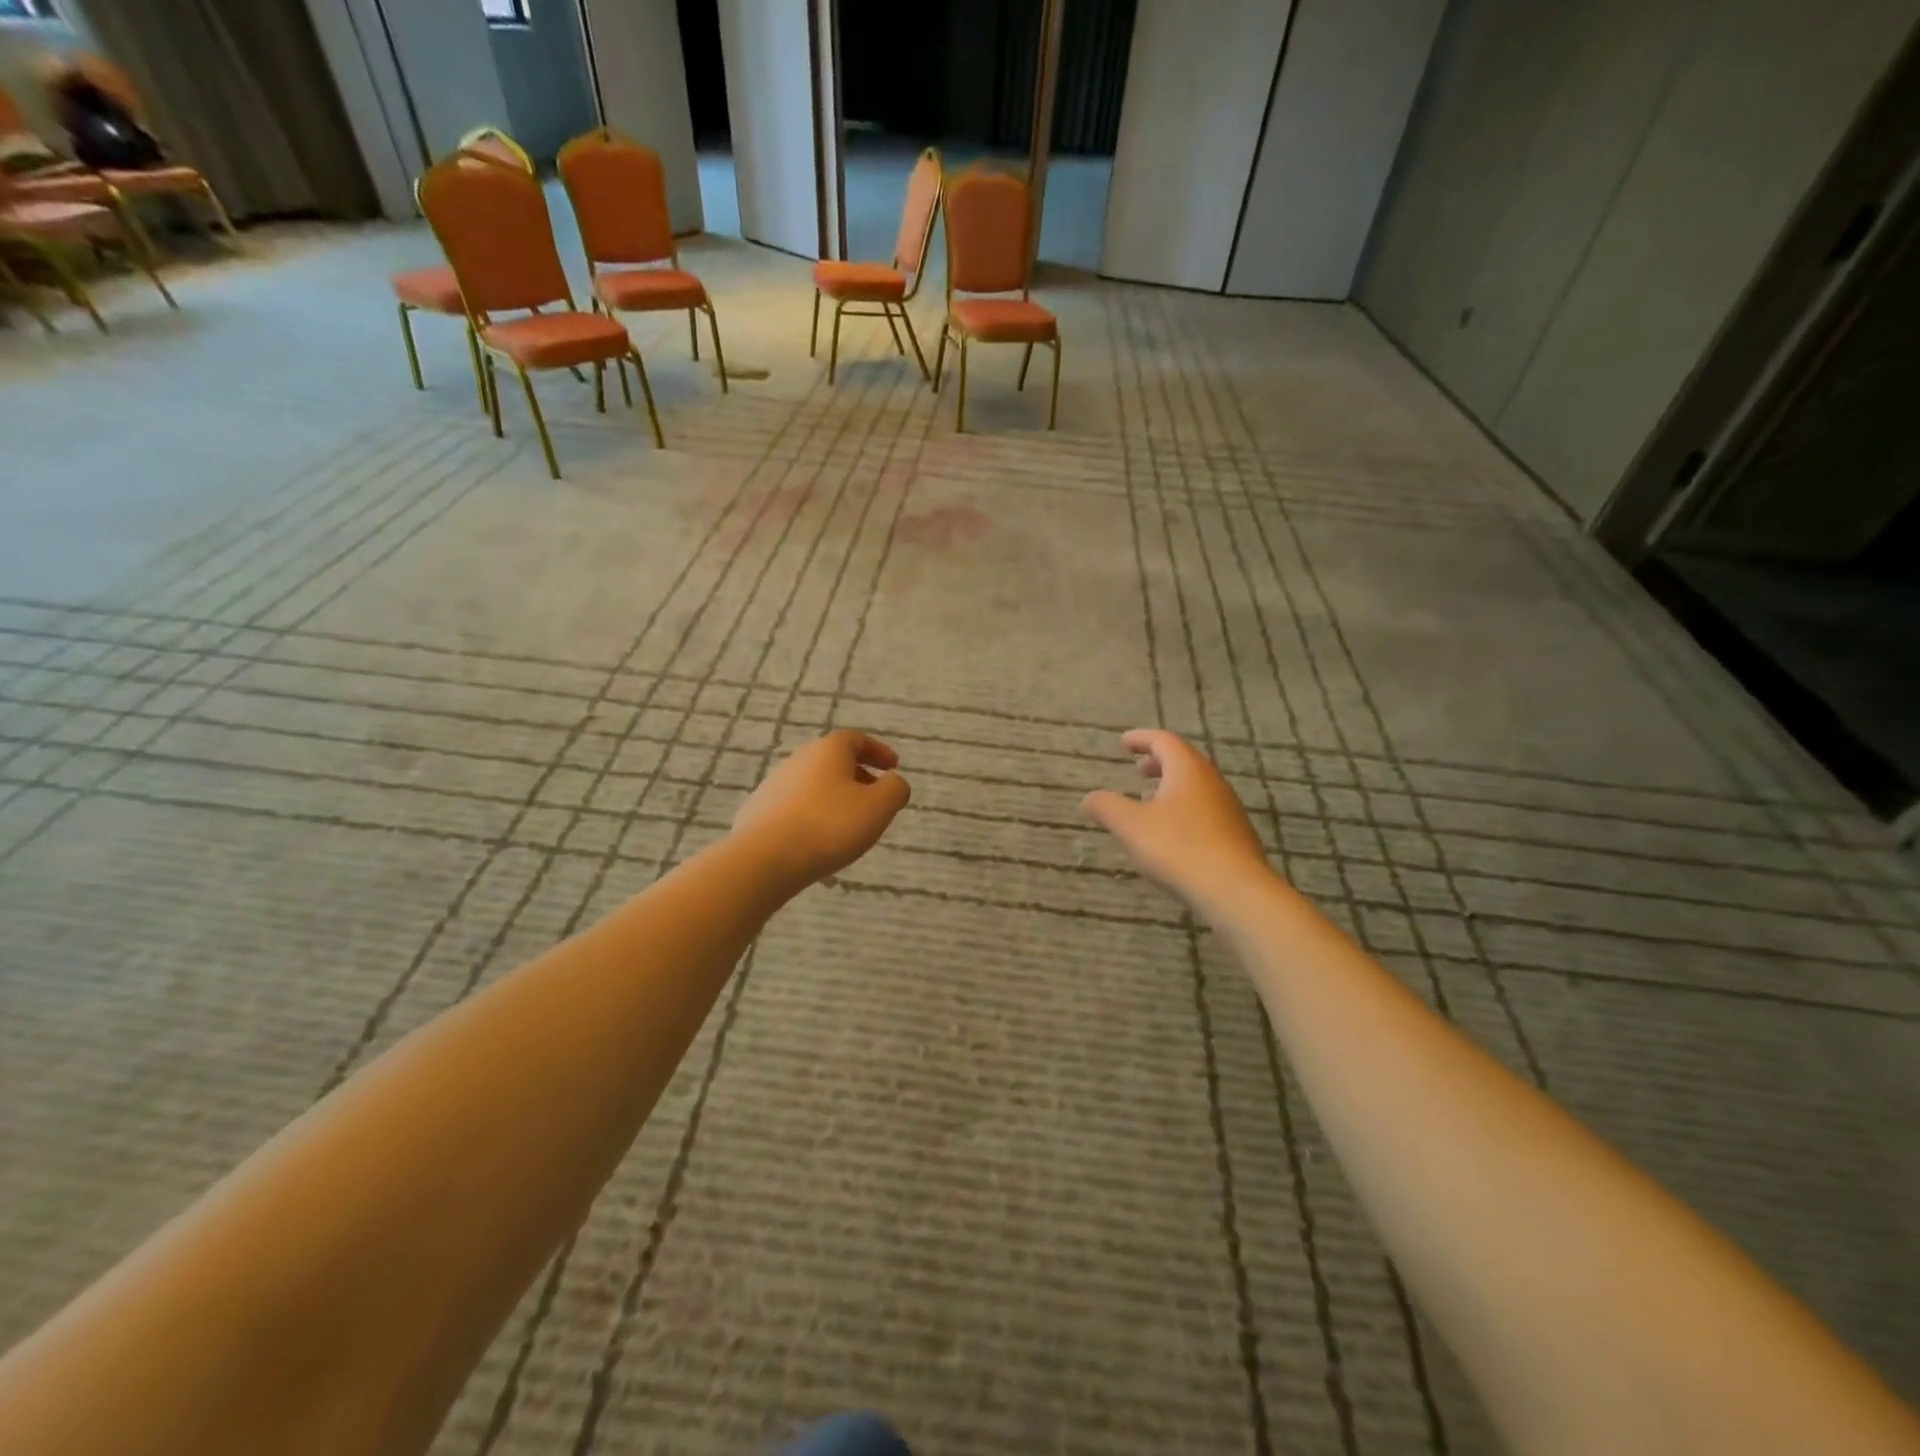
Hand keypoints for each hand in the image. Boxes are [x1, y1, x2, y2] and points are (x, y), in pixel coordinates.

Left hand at [733, 730, 910, 888]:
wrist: (765, 858)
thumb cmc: (830, 825)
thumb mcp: (879, 807)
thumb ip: (895, 789)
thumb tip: (894, 782)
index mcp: (828, 751)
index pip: (857, 739)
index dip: (878, 751)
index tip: (894, 767)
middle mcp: (798, 760)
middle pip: (833, 763)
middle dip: (858, 779)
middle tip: (875, 800)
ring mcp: (774, 786)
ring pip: (815, 790)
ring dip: (836, 804)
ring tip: (850, 832)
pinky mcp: (758, 813)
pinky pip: (796, 814)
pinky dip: (815, 825)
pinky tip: (823, 853)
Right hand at [1082, 729, 1272, 917]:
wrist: (1234, 891)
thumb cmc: (1178, 848)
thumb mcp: (1130, 826)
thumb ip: (1106, 807)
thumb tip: (1089, 798)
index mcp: (1187, 770)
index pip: (1163, 741)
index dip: (1141, 738)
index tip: (1124, 742)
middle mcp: (1211, 782)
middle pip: (1183, 762)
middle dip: (1158, 762)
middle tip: (1137, 769)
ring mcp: (1227, 809)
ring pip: (1195, 787)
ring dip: (1170, 787)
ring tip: (1149, 800)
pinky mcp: (1235, 835)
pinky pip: (1204, 810)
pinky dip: (1183, 809)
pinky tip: (1171, 833)